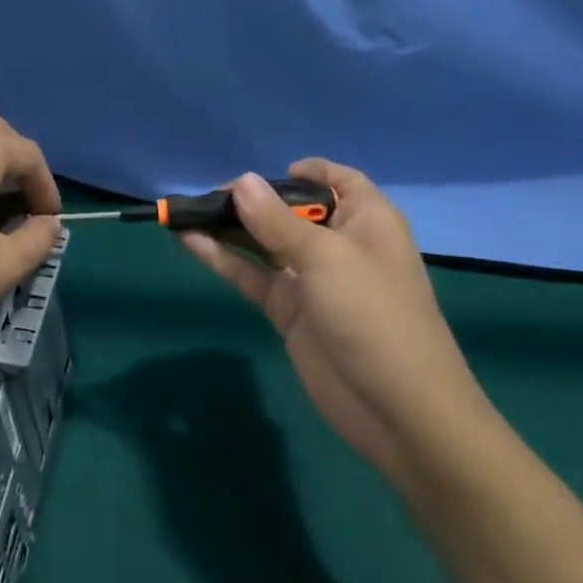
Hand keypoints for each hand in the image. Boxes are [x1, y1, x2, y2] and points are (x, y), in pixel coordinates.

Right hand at [181, 160, 496, 493]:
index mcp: (366, 220)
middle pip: (289, 209)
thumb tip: (240, 181)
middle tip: (204, 197)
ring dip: (227, 228)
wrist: (398, 411)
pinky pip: (251, 274)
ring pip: (263, 241)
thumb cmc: (373, 315)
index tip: (261, 174)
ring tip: (184, 213)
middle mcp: (338, 243)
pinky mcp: (289, 310)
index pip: (337, 180)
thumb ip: (276, 220)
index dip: (304, 171)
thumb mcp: (326, 258)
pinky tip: (189, 242)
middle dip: (249, 199)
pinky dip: (222, 258)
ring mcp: (311, 278)